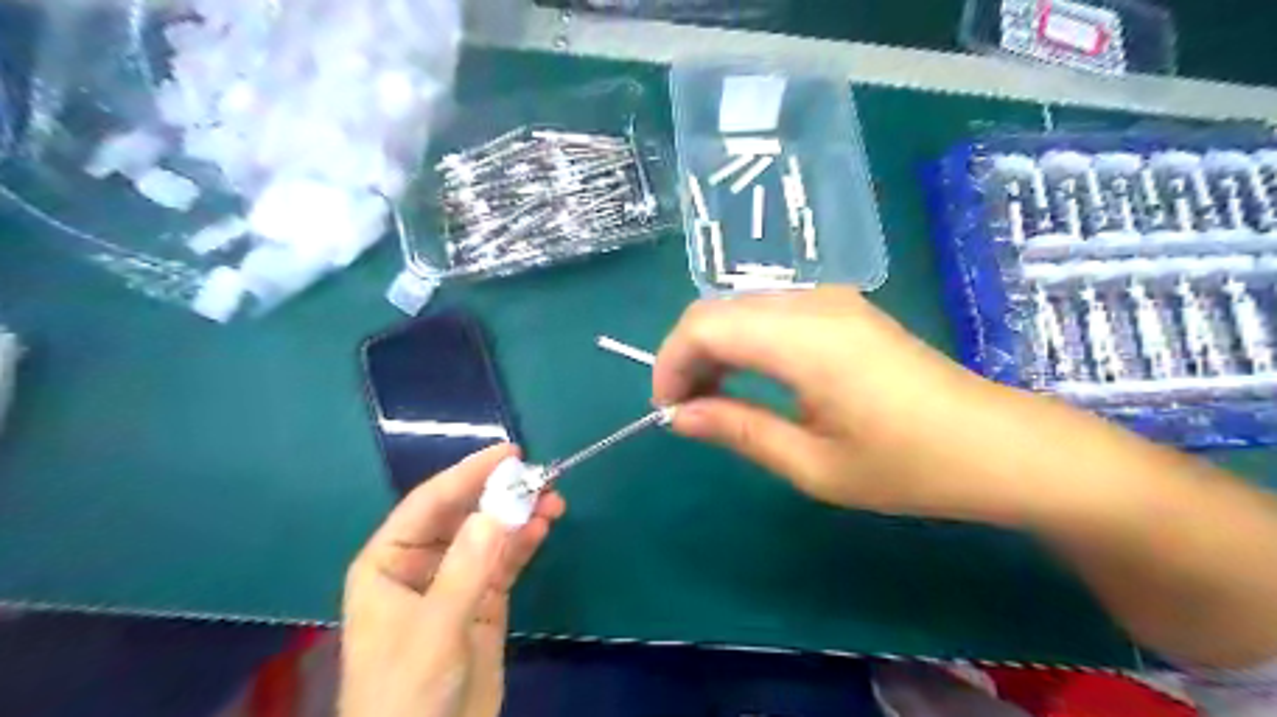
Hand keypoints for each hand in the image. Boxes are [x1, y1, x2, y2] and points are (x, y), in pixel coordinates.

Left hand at [338, 445, 563, 716]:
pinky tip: (544, 527)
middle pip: (464, 515)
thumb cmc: (406, 693)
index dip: (468, 474)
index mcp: (388, 563)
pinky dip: (525, 543)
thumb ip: (466, 569)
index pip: (429, 503)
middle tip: (541, 476)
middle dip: (500, 494)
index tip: (509, 453)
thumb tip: (498, 509)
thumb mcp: (434, 630)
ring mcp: (455, 583)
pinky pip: (505, 562)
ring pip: (489, 536)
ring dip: (520, 516)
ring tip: (554, 500)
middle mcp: (420, 565)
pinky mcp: (483, 602)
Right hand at [653, 289, 1030, 523]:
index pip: (704, 325)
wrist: (997, 445)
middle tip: (687, 410)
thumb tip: (679, 416)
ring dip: (714, 348)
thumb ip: (738, 430)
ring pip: (740, 308)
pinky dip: (744, 341)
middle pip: (717, 309)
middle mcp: (812, 302)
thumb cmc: (909, 466)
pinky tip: (751, 378)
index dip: (671, 363)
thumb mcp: (814, 464)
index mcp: (805, 339)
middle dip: (687, 355)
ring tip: (714, 400)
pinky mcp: (842, 308)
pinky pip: (770, 313)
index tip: (669, 410)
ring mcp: (831, 299)